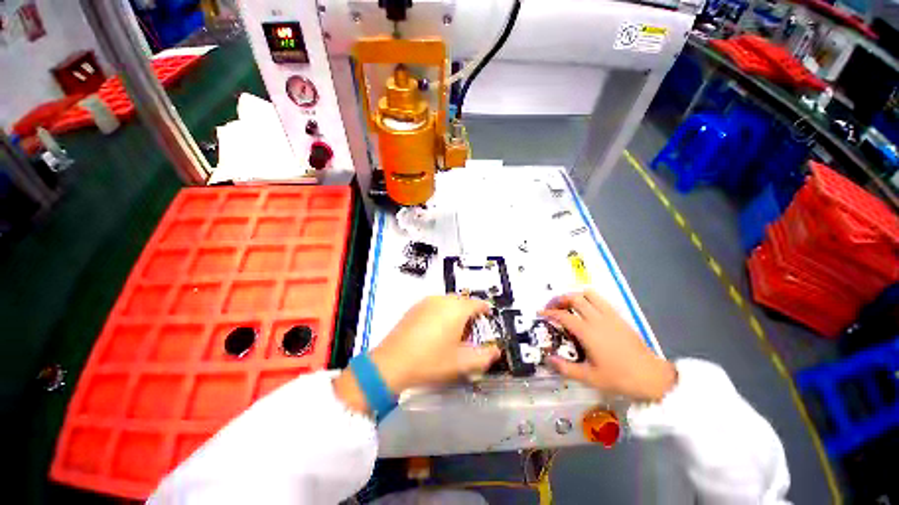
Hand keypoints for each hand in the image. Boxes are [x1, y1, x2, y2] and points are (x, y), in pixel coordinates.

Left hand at [334, 296, 500, 413]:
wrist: (392, 363)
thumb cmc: (430, 361)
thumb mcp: (461, 363)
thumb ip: (483, 357)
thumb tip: (495, 351)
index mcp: (456, 309)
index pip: (477, 303)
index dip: (485, 310)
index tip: (488, 317)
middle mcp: (442, 300)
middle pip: (462, 301)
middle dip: (469, 314)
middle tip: (470, 332)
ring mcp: (426, 302)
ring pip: (448, 302)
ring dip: (455, 313)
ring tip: (452, 333)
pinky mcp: (414, 307)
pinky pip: (434, 305)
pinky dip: (441, 313)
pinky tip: (435, 331)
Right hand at [541, 290, 676, 401]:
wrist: (651, 376)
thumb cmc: (619, 378)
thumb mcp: (590, 378)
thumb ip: (566, 368)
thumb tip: (548, 359)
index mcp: (588, 333)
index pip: (563, 315)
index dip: (549, 312)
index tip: (540, 313)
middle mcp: (597, 319)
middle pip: (575, 298)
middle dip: (559, 299)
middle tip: (552, 306)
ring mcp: (610, 316)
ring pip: (589, 294)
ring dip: (575, 295)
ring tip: (567, 304)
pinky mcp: (619, 317)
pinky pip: (601, 300)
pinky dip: (588, 299)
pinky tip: (586, 309)